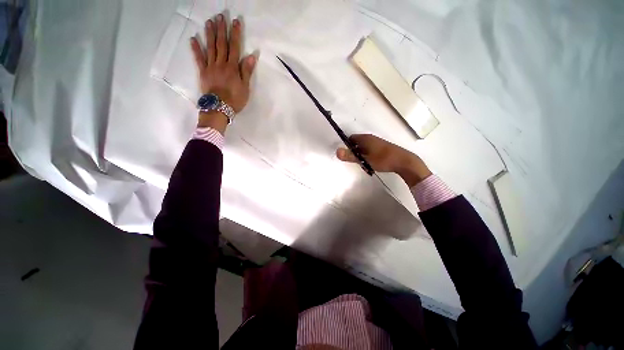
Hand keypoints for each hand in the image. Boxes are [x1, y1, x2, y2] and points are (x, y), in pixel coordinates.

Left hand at [190, 13, 256, 131]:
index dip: (235, 34)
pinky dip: (196, 48)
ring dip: (209, 34)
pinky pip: (199, 58)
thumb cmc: (235, 99)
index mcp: (232, 67)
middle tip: (220, 16)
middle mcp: (221, 63)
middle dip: (221, 29)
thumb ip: (247, 71)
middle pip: (221, 44)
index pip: (234, 47)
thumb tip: (252, 56)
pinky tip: (193, 38)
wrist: (219, 108)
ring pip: (210, 47)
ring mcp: (211, 67)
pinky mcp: (203, 72)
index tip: (235, 21)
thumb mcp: (245, 87)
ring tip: (209, 22)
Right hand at [336, 134, 431, 186]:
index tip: (345, 155)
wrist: (404, 161)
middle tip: (353, 161)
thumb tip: (337, 151)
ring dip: (360, 154)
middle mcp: (370, 138)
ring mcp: (377, 143)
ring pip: (363, 147)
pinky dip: (366, 155)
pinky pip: (369, 150)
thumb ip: (350, 156)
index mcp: (365, 138)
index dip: (346, 146)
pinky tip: (369, 163)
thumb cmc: (383, 159)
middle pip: (356, 143)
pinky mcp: (381, 148)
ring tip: (361, 163)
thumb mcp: (365, 159)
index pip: (350, 138)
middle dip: (353, 151)